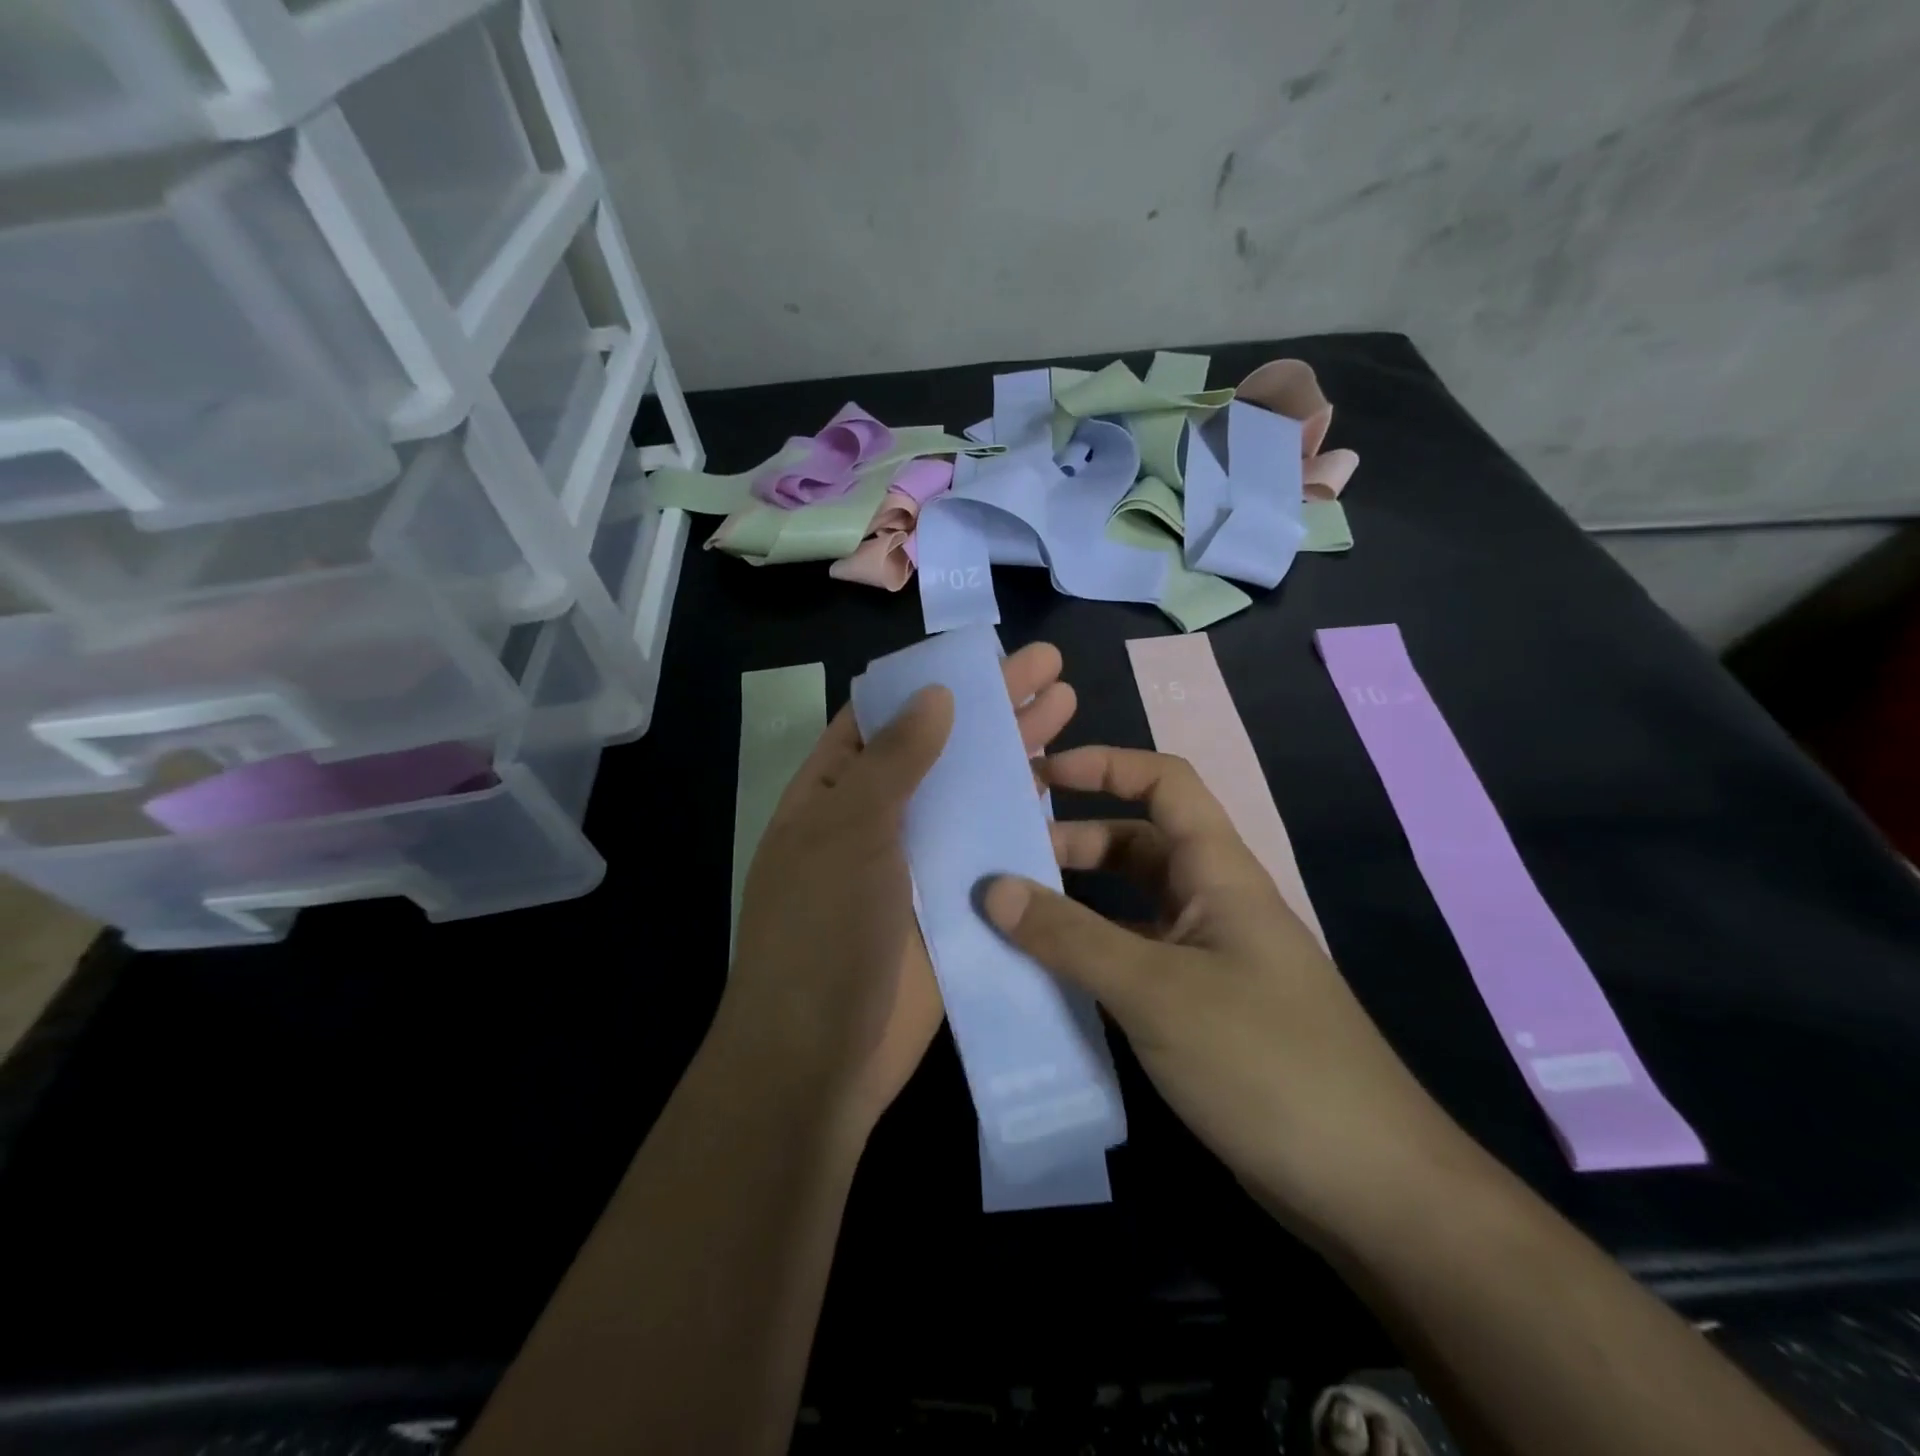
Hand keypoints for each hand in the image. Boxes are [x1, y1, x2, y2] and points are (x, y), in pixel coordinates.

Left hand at [724, 643, 1077, 1141]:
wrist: (824, 1055)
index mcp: (834, 792)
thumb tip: (934, 693)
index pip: (881, 719)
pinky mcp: (956, 900)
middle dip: (991, 706)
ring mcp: (921, 859)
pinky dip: (1024, 814)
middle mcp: (878, 818)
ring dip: (1016, 751)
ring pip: (974, 792)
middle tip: (1048, 665)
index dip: (927, 684)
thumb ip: (894, 760)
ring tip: (1067, 704)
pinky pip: (992, 846)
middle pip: (941, 747)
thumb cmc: (822, 929)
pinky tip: (1063, 781)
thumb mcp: (849, 830)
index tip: (977, 655)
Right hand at [982, 746, 1469, 1242]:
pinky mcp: (1200, 1011)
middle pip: (1136, 847)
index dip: (1103, 765)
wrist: (1367, 1186)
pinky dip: (1090, 961)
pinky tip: (1045, 983)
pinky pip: (1133, 964)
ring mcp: (1208, 960)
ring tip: (1008, 922)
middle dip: (1072, 844)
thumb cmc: (1264, 1061)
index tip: (1038, 776)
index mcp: (1218, 872)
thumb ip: (1070, 937)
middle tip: (1003, 865)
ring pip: (1129, 910)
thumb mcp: (1156, 990)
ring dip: (1074, 908)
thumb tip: (991, 888)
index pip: (1164, 783)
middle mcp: (1213, 903)